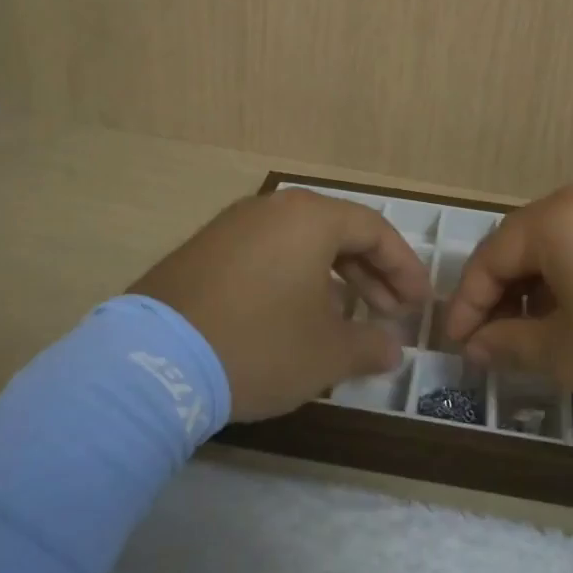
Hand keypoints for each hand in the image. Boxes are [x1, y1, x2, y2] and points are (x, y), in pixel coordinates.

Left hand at [130, 189, 432, 422]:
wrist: (154, 362)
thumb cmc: (260, 345)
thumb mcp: (327, 353)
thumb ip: (370, 346)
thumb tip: (392, 349)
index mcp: (309, 218)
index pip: (374, 230)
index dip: (404, 267)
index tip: (418, 303)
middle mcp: (270, 209)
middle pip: (336, 233)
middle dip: (370, 274)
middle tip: (389, 312)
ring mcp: (230, 227)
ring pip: (298, 244)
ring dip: (331, 278)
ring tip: (345, 318)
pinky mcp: (202, 252)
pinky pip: (264, 256)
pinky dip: (292, 280)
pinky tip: (292, 317)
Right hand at [443, 181, 572, 438]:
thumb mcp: (569, 354)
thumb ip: (510, 342)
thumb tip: (475, 344)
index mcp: (557, 219)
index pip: (490, 257)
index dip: (467, 304)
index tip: (455, 345)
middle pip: (523, 243)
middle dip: (500, 293)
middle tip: (489, 340)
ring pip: (560, 244)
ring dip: (537, 286)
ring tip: (532, 334)